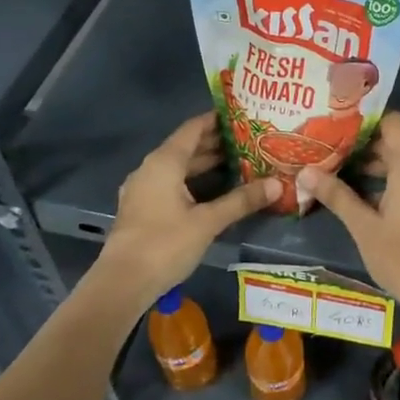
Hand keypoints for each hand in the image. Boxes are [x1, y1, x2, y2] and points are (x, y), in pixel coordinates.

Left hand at [96, 113, 278, 304]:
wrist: (122, 283)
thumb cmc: (165, 244)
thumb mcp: (208, 221)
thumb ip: (241, 200)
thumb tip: (277, 184)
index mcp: (164, 162)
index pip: (193, 128)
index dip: (217, 120)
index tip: (243, 116)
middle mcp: (150, 168)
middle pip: (186, 147)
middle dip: (216, 144)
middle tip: (250, 142)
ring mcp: (143, 189)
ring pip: (178, 168)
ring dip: (205, 165)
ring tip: (238, 164)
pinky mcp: (142, 209)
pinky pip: (171, 184)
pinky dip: (192, 182)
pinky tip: (214, 192)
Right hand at [300, 112, 399, 314]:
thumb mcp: (363, 227)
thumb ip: (337, 196)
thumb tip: (306, 171)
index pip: (392, 123)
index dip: (367, 119)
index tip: (338, 122)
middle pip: (392, 145)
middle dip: (361, 147)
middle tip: (327, 149)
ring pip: (398, 167)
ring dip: (371, 168)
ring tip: (335, 172)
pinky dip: (384, 184)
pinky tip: (357, 196)